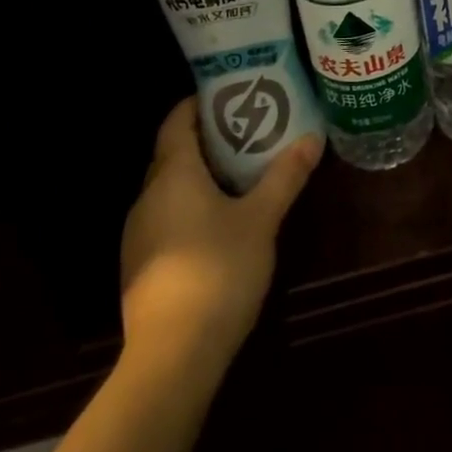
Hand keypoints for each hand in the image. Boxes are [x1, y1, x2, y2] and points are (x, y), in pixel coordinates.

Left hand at [118, 97, 322, 351]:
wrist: (172, 357)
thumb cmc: (218, 270)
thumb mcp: (262, 219)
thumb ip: (285, 176)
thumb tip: (312, 138)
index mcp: (172, 175)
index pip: (176, 121)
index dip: (199, 103)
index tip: (230, 94)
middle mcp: (148, 197)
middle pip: (173, 153)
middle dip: (207, 138)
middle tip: (248, 129)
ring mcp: (139, 234)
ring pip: (169, 187)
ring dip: (200, 174)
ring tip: (240, 171)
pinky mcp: (141, 266)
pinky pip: (166, 217)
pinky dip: (190, 205)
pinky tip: (220, 221)